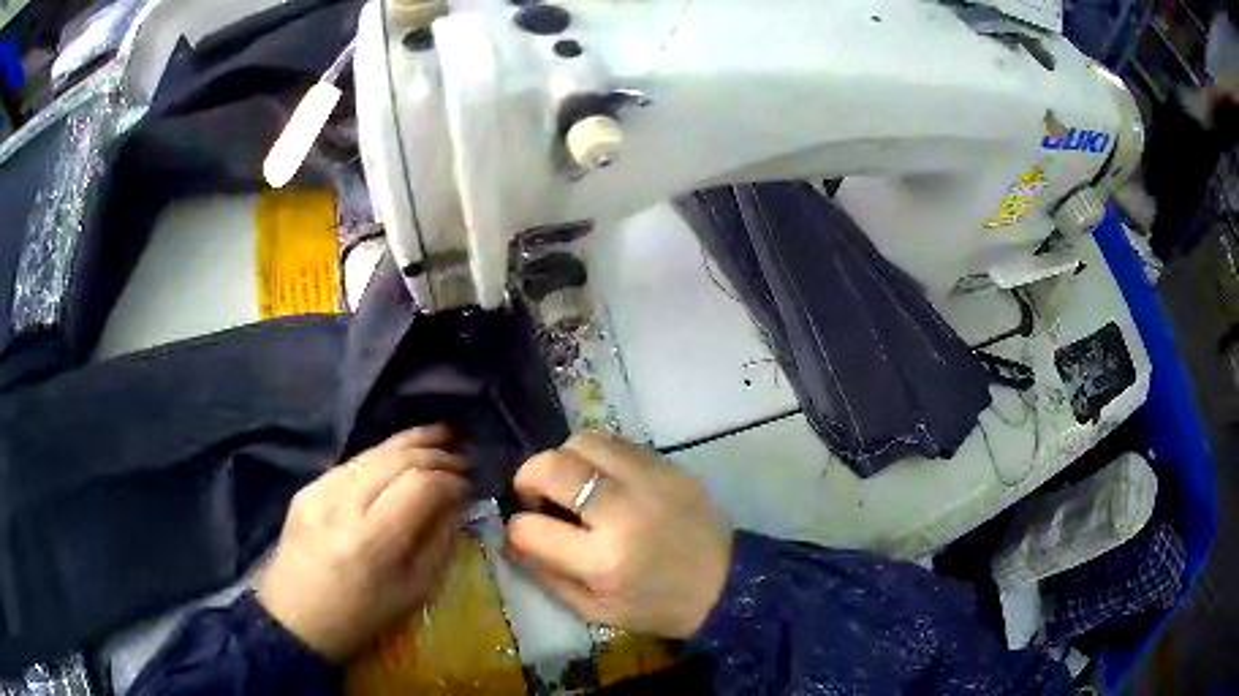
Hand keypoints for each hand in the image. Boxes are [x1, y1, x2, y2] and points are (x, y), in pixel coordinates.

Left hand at [257, 425, 467, 661]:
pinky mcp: (306, 488)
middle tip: (461, 457)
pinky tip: (399, 455)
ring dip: (410, 442)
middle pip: (396, 460)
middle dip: (435, 453)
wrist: (297, 620)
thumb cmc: (362, 617)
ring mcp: (319, 491)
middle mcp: (342, 506)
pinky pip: (351, 463)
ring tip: (439, 435)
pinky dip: (381, 456)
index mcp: (371, 541)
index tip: (468, 486)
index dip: (450, 480)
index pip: (419, 486)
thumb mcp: (414, 591)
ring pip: (372, 452)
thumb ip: (439, 543)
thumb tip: (456, 502)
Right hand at [507, 431, 731, 638]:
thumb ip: (546, 575)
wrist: (725, 585)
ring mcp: (650, 481)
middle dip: (528, 477)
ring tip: (572, 484)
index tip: (525, 531)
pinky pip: (617, 441)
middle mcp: (623, 512)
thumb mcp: (594, 611)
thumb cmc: (656, 607)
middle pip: (553, 466)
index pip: (529, 528)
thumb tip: (512, 539)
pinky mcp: (669, 465)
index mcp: (603, 561)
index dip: (517, 528)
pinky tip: (603, 479)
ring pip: (583, 441)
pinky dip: (597, 455)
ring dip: (563, 459)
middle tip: (537, 495)